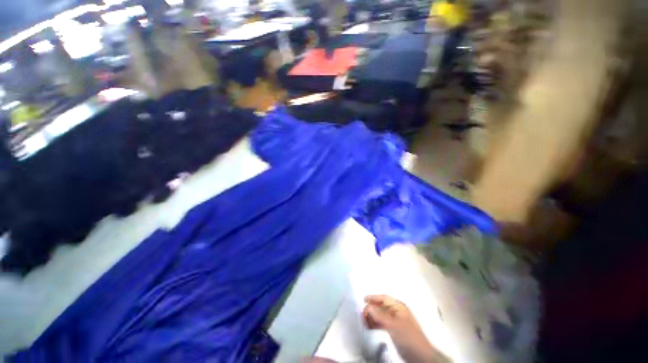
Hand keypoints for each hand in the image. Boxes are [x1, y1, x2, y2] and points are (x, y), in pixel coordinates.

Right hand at [363, 295, 450, 362]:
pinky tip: (369, 327)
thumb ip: (380, 316)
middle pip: (381, 307)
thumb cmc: (408, 336)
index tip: (364, 299)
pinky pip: (381, 324)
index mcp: (399, 307)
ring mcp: (395, 321)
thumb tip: (367, 307)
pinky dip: (375, 324)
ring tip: (365, 321)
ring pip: (380, 315)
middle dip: (371, 308)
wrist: (419, 355)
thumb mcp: (393, 325)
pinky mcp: (393, 330)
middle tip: (363, 313)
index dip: (374, 298)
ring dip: (372, 317)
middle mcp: (396, 312)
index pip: (384, 299)